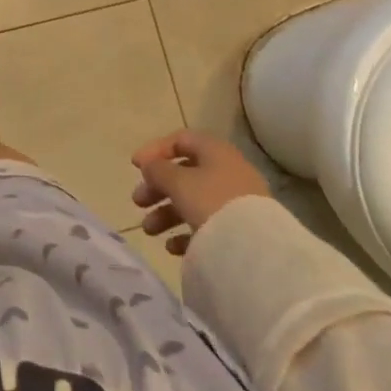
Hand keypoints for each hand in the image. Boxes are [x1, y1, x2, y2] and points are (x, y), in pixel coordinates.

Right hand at [130, 131, 270, 255]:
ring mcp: (236, 203)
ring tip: (149, 230)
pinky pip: (207, 226)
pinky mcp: (240, 231)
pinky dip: (186, 232)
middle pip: (184, 174)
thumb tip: (150, 166)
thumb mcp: (177, 181)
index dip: (155, 150)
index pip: (180, 140)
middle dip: (157, 188)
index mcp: (215, 151)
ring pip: (193, 201)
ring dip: (167, 213)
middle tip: (138, 201)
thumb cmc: (210, 202)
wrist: (255, 250)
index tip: (135, 167)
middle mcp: (228, 172)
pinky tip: (172, 247)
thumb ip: (157, 169)